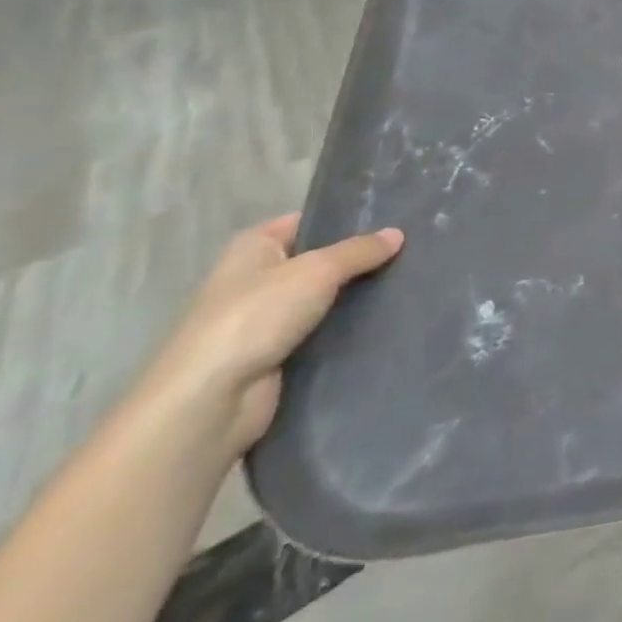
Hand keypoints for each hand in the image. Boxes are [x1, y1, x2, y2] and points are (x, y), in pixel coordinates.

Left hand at [145, 215, 402, 457]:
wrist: (210, 401)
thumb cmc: (255, 317)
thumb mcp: (317, 270)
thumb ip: (360, 251)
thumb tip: (398, 233)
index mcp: (254, 247)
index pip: (309, 222)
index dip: (348, 220)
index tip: (396, 220)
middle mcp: (257, 279)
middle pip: (321, 261)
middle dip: (361, 260)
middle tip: (412, 251)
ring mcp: (266, 320)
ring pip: (326, 299)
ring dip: (358, 296)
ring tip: (410, 283)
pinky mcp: (278, 355)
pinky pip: (323, 332)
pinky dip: (349, 329)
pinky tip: (388, 320)